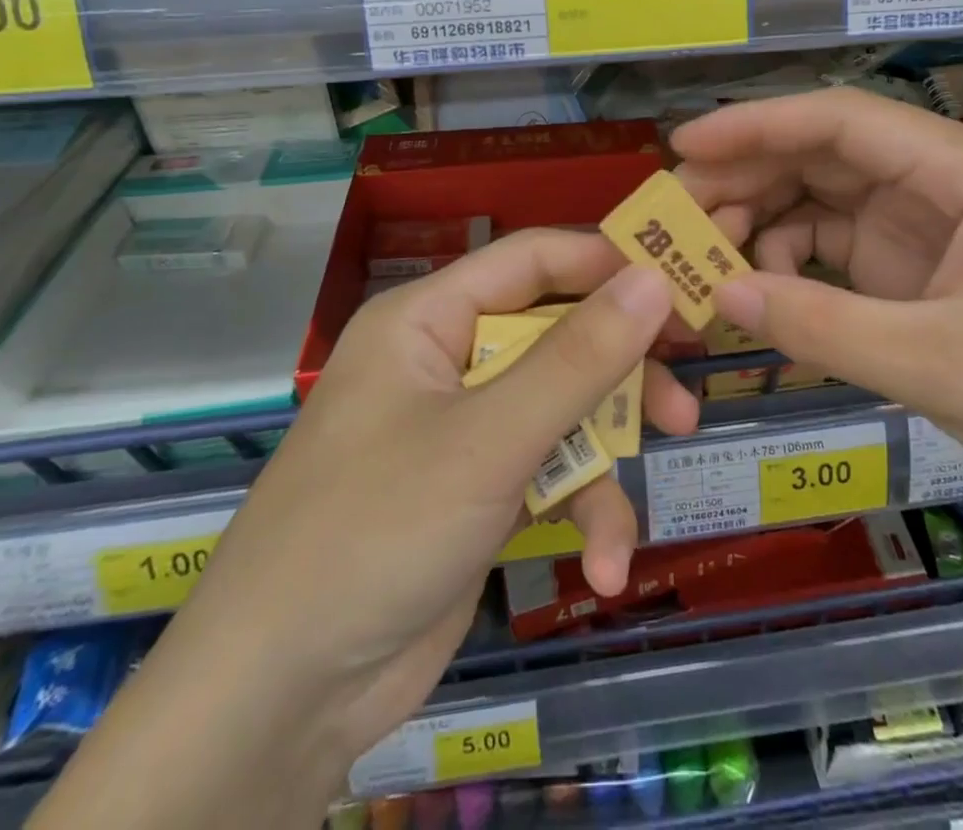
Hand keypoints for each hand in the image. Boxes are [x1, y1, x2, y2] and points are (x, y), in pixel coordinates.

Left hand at [158, 230, 696, 795]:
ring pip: (561, 410)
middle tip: (685, 391)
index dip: (608, 264)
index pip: (533, 260)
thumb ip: (579, 357)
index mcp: (430, 318)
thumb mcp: (491, 438)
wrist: (277, 702)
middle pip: (557, 336)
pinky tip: (602, 569)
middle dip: (621, 372)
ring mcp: (462, 428)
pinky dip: (578, 513)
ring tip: (642, 504)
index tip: (681, 286)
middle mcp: (446, 360)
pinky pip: (545, 474)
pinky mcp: (476, 490)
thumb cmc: (375, 532)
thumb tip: (654, 278)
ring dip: (605, 458)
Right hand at [673, 89, 962, 503]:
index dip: (757, 125)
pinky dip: (794, 262)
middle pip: (825, 154)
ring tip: (706, 257)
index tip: (686, 146)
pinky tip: (761, 291)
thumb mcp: (941, 366)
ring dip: (764, 221)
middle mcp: (943, 177)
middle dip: (748, 177)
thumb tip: (722, 295)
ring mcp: (930, 218)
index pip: (842, 121)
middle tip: (677, 214)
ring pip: (824, 196)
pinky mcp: (919, 259)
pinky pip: (839, 243)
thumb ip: (825, 329)